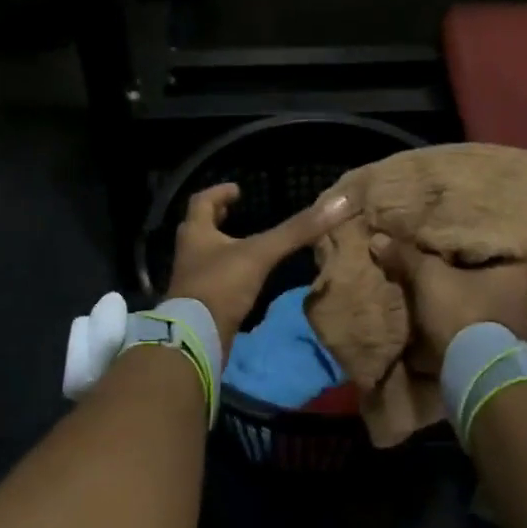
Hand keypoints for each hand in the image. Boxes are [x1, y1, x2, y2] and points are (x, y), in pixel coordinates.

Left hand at [166, 185, 355, 353]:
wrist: (195, 338)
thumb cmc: (220, 286)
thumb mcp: (260, 254)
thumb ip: (295, 231)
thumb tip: (337, 203)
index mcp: (196, 233)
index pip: (202, 202)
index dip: (219, 193)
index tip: (238, 189)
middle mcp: (189, 252)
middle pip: (198, 227)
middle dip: (216, 218)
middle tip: (234, 212)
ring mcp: (192, 279)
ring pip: (205, 254)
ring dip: (221, 246)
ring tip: (244, 244)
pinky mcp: (198, 303)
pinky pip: (212, 279)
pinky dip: (227, 273)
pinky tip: (244, 278)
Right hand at [371, 234, 526, 359]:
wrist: (476, 374)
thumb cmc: (461, 313)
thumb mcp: (428, 278)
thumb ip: (406, 257)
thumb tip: (378, 239)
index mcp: (519, 271)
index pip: (494, 244)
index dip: (469, 240)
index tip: (449, 240)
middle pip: (492, 274)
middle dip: (468, 273)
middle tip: (442, 265)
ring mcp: (522, 327)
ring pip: (490, 302)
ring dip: (470, 300)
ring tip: (443, 292)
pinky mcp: (510, 351)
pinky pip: (487, 326)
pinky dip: (471, 322)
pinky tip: (451, 319)